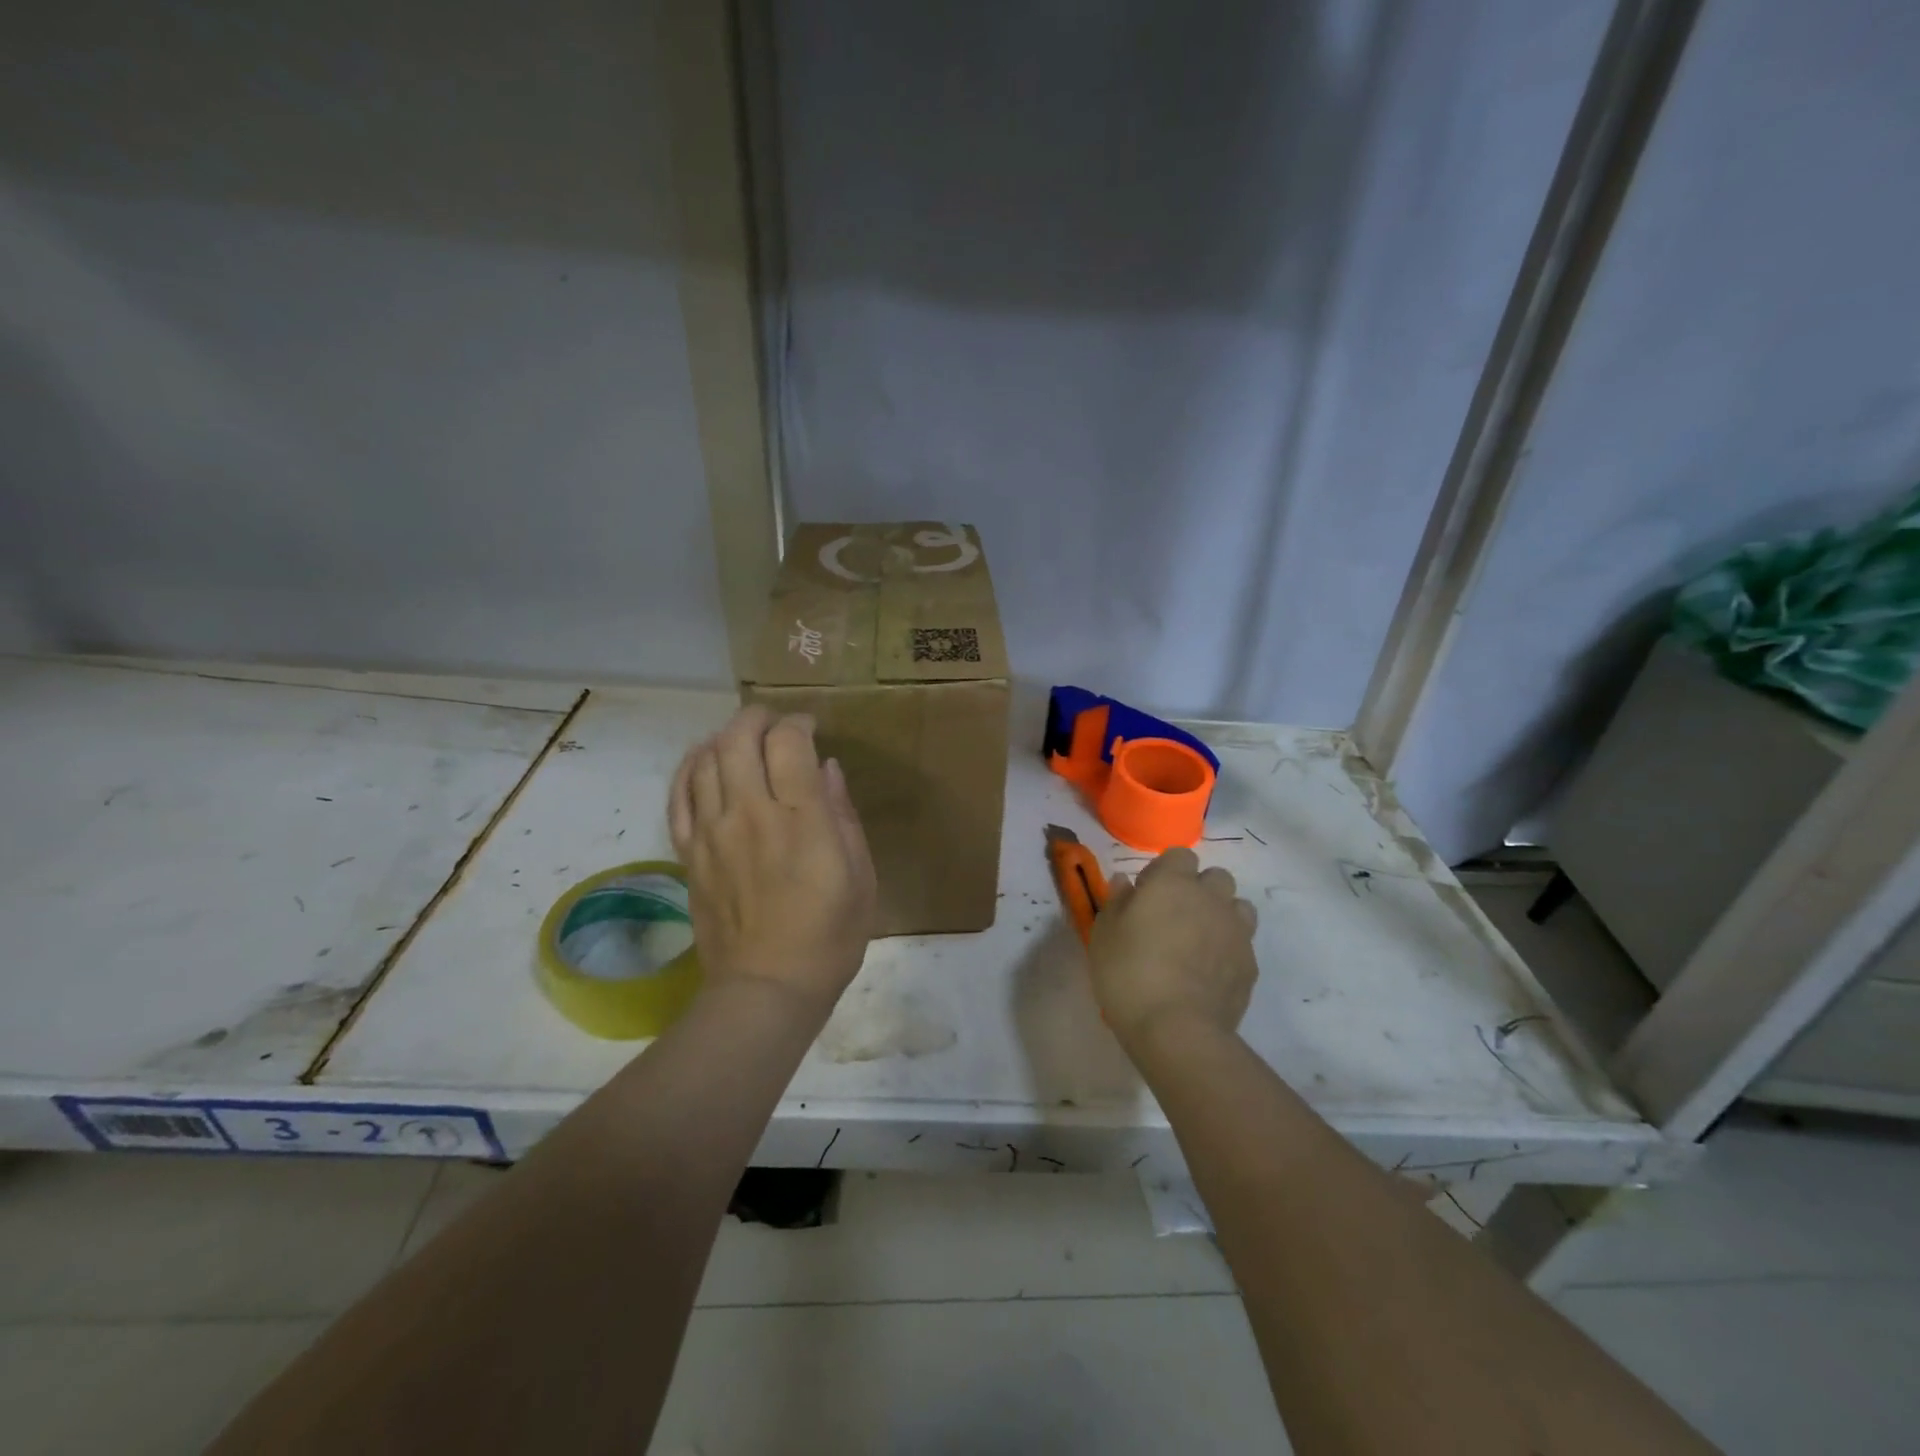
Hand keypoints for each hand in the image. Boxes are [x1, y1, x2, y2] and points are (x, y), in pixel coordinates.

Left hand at [668, 705, 876, 1016]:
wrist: (767, 988)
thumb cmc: (829, 936)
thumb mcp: (861, 876)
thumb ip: (843, 815)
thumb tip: (828, 770)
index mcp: (801, 819)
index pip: (789, 742)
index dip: (798, 723)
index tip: (810, 729)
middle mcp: (751, 813)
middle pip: (739, 739)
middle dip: (757, 719)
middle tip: (774, 724)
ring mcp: (712, 832)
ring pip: (705, 759)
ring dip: (724, 738)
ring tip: (742, 741)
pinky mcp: (689, 853)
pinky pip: (678, 795)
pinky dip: (689, 768)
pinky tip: (703, 762)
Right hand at [1088, 847, 1257, 1053]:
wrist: (1177, 1028)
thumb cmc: (1129, 972)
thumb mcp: (1104, 933)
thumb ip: (1116, 900)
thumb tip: (1125, 881)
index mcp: (1173, 883)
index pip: (1181, 855)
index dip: (1165, 871)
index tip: (1147, 894)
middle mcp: (1210, 898)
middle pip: (1216, 877)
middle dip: (1199, 889)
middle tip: (1175, 916)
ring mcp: (1236, 931)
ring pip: (1238, 907)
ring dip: (1222, 915)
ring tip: (1199, 941)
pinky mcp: (1250, 965)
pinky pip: (1243, 944)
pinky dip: (1229, 950)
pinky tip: (1209, 972)